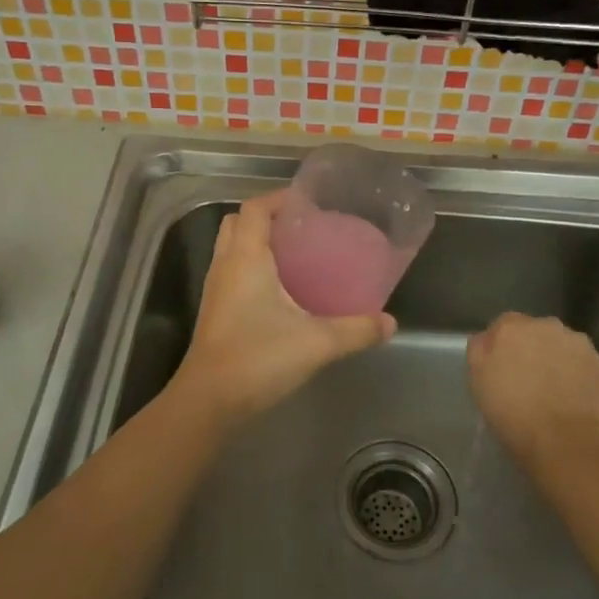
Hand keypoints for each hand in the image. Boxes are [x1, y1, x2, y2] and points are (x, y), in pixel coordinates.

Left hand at [168, 191, 396, 425]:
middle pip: (237, 223)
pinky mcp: (214, 311)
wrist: (209, 400)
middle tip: (301, 227)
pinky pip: (232, 272)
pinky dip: (252, 267)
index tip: (307, 202)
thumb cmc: (258, 358)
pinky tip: (280, 291)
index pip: (254, 209)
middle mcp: (225, 266)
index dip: (278, 198)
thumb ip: (356, 330)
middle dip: (266, 217)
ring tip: (295, 254)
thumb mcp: (316, 343)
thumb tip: (389, 323)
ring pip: (231, 248)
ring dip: (257, 242)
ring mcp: (215, 289)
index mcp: (245, 258)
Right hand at [467, 313, 598, 478]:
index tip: (501, 370)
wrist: (567, 442)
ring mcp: (580, 345)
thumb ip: (480, 351)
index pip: (503, 326)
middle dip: (532, 350)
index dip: (502, 348)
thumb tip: (488, 339)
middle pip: (536, 333)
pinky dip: (579, 378)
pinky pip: (584, 367)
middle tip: (527, 382)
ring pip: (563, 348)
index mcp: (513, 327)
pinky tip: (573, 402)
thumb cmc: (513, 413)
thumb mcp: (478, 382)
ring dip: (557, 362)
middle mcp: (548, 326)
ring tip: (554, 395)